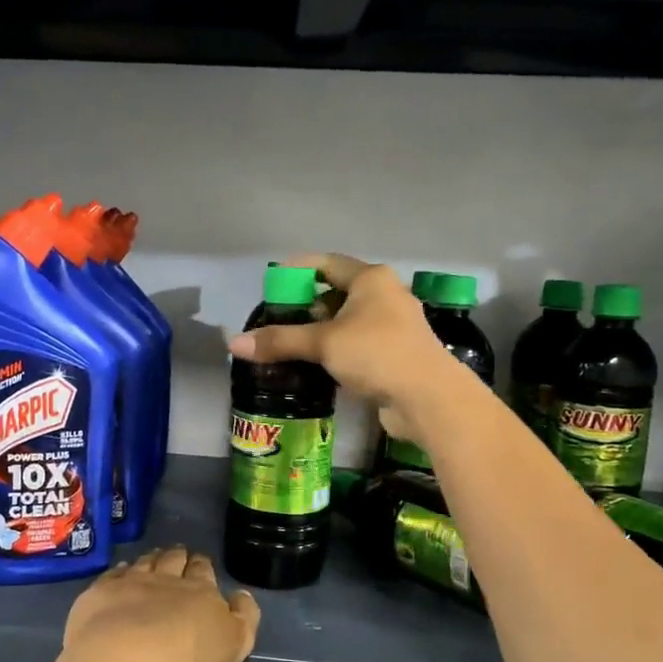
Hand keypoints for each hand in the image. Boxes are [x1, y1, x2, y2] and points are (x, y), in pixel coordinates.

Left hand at [62, 547, 259, 661]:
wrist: (125, 658)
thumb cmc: (186, 659)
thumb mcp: (234, 645)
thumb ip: (244, 618)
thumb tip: (242, 595)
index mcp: (200, 591)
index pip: (203, 570)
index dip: (202, 566)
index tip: (200, 564)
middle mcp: (166, 579)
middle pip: (173, 560)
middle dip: (178, 556)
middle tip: (178, 555)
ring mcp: (130, 583)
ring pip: (144, 562)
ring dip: (151, 559)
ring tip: (153, 558)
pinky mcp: (101, 593)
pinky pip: (113, 574)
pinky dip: (120, 571)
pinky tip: (120, 573)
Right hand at [226, 252, 473, 442]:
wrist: (428, 398)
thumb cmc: (377, 355)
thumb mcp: (324, 343)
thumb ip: (280, 341)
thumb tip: (234, 344)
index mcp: (371, 279)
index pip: (326, 263)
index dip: (296, 270)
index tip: (271, 282)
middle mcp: (385, 295)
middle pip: (336, 292)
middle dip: (305, 304)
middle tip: (276, 319)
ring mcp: (393, 326)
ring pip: (347, 321)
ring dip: (319, 330)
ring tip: (289, 343)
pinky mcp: (395, 354)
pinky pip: (357, 344)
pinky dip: (335, 350)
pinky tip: (316, 364)